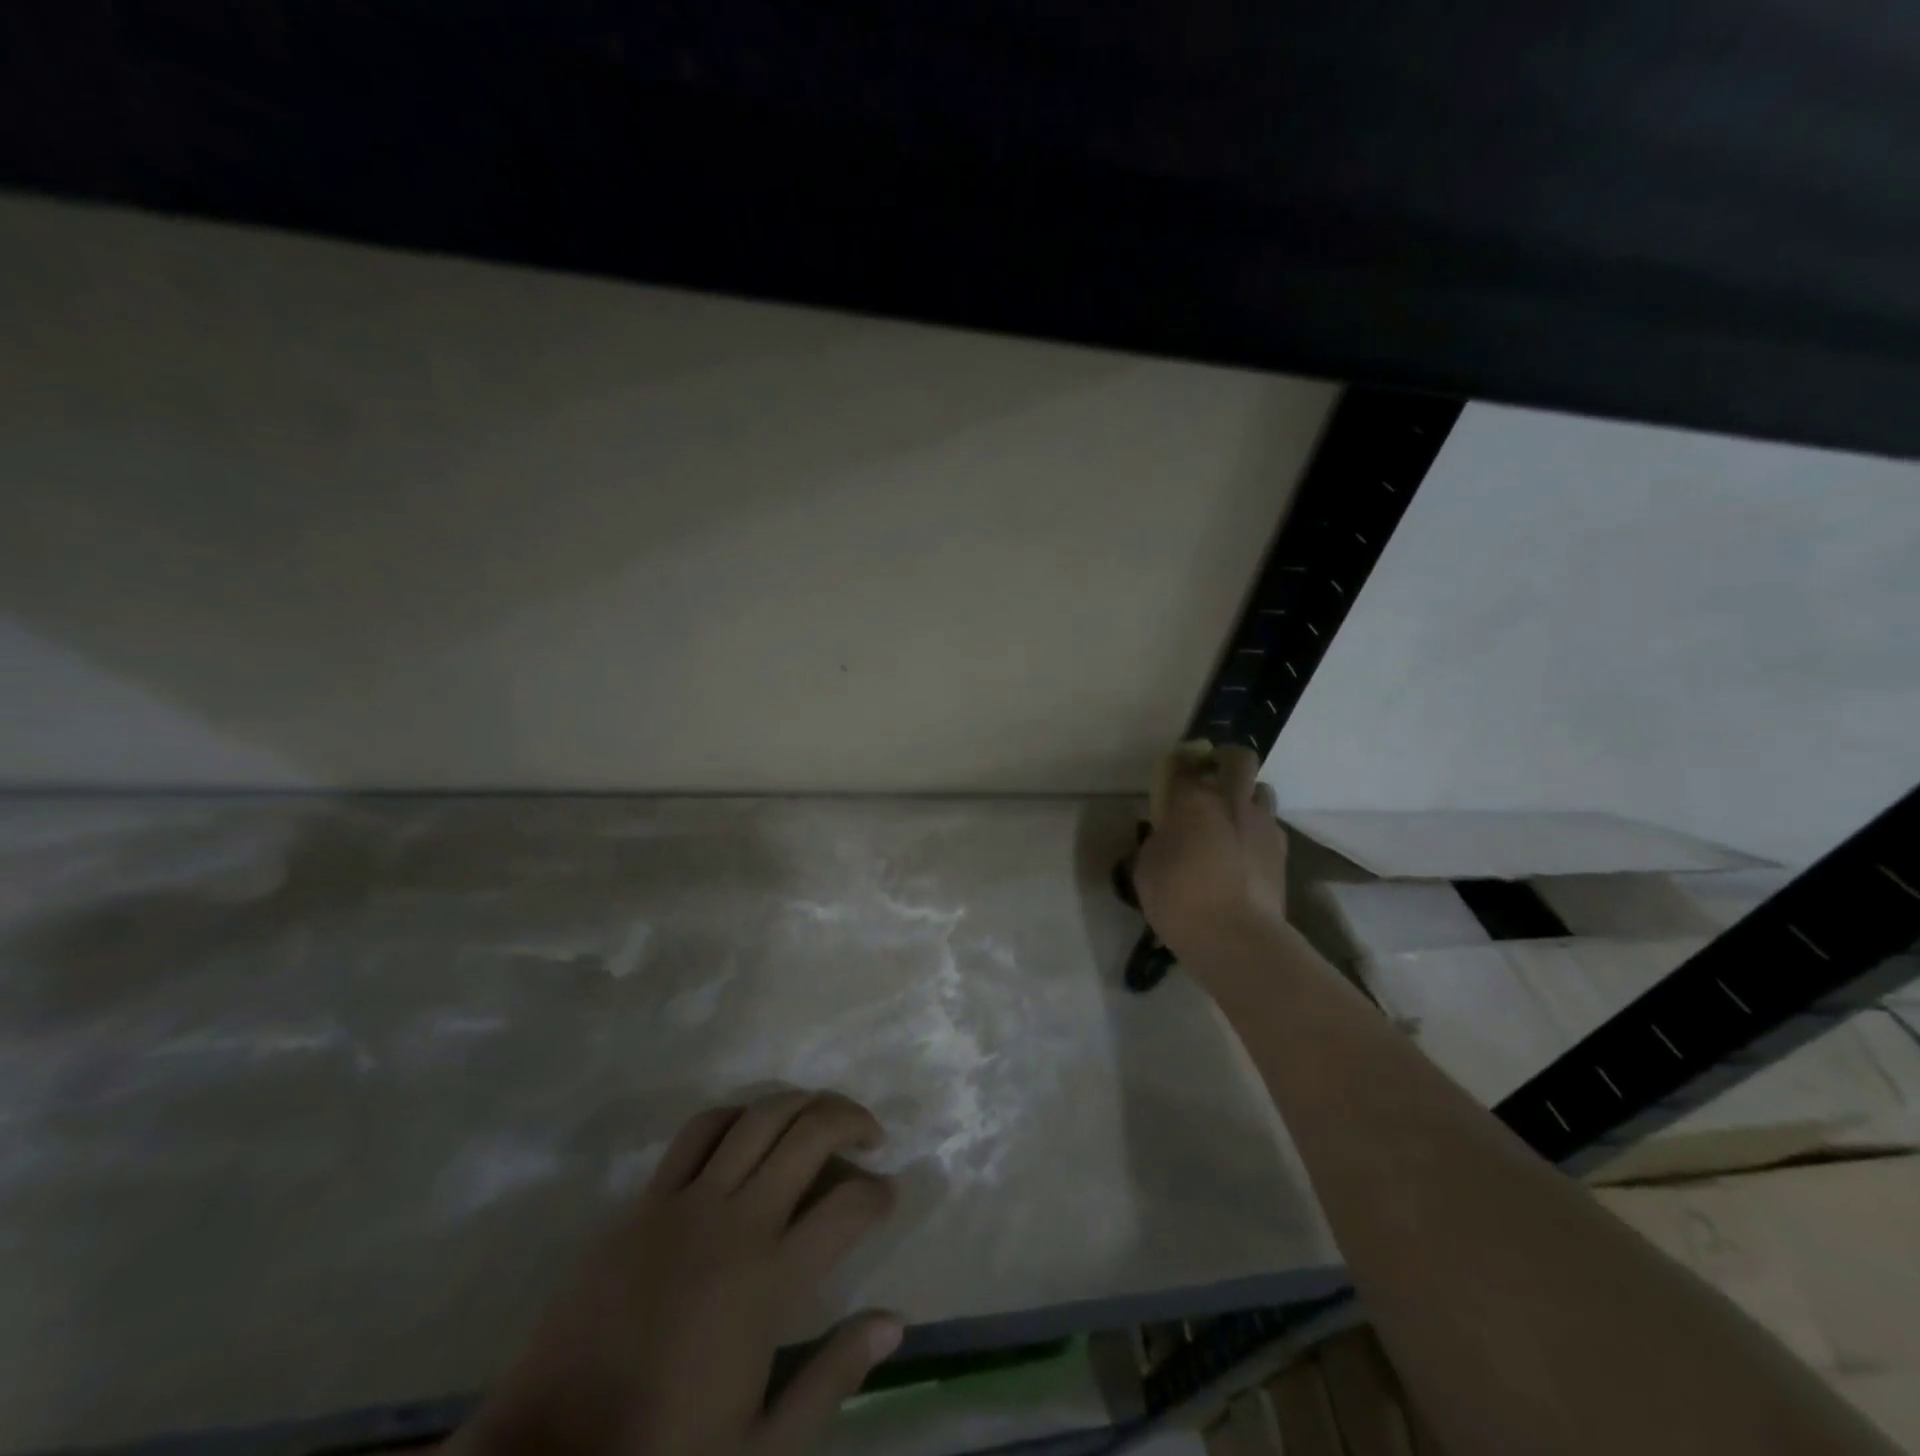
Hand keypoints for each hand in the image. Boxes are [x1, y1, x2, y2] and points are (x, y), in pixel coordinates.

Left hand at [455, 1091, 902, 1455]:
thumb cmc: (664, 1454)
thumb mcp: (762, 1445)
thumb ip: (832, 1377)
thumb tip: (893, 1320)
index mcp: (768, 1280)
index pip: (848, 1207)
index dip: (880, 1193)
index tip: (888, 1195)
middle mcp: (735, 1221)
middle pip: (809, 1134)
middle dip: (852, 1120)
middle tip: (871, 1136)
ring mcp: (687, 1202)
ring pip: (758, 1116)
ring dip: (802, 1103)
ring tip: (822, 1115)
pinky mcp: (647, 1200)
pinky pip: (699, 1131)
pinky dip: (736, 1114)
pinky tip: (751, 1125)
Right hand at [1133, 744, 1290, 968]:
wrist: (1235, 937)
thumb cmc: (1179, 898)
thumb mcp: (1147, 867)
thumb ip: (1157, 841)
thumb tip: (1166, 835)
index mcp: (1193, 800)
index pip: (1185, 764)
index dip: (1179, 763)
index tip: (1174, 770)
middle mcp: (1232, 802)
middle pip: (1239, 759)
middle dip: (1226, 760)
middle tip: (1211, 777)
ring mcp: (1262, 825)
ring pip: (1263, 790)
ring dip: (1248, 796)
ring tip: (1232, 817)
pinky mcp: (1281, 852)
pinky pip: (1270, 826)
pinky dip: (1257, 830)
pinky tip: (1245, 850)